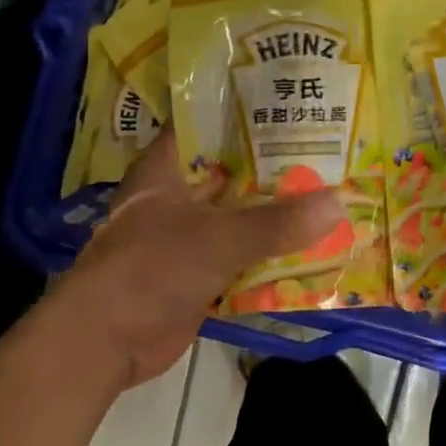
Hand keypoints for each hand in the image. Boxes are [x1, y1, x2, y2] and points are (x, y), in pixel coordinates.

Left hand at [60, 135, 343, 388]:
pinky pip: (243, 256)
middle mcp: (178, 196)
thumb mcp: (218, 238)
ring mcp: (188, 236)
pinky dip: (271, 253)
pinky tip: (313, 246)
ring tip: (333, 193)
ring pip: (241, 216)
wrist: (106, 341)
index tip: (293, 104)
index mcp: (168, 169)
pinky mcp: (199, 273)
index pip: (207, 123)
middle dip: (276, 166)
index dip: (247, 112)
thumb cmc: (151, 269)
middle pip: (232, 172)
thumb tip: (339, 203)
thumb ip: (277, 223)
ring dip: (278, 213)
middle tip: (331, 151)